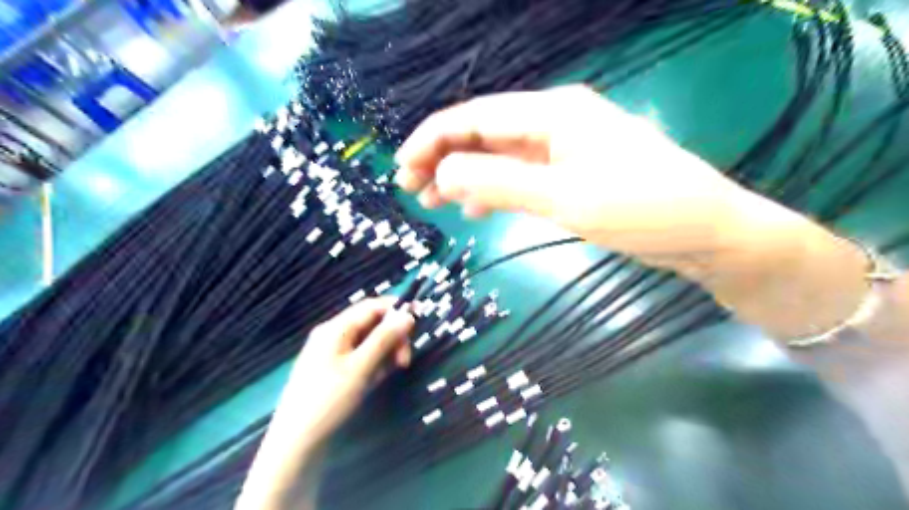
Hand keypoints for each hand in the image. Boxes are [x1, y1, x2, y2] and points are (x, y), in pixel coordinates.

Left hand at [235, 300, 415, 509]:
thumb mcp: (361, 367)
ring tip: (386, 375)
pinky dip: (372, 365)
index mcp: (336, 328)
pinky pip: (359, 358)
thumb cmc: (328, 400)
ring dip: (383, 353)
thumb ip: (384, 338)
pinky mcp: (333, 370)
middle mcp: (333, 335)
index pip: (372, 306)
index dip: (396, 310)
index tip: (418, 323)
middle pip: (371, 324)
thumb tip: (407, 315)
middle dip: (392, 337)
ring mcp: (332, 353)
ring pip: (368, 342)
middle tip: (404, 361)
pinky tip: (374, 381)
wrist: (296, 442)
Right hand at [397, 86, 760, 271]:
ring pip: (498, 157)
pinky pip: (519, 176)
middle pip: (483, 134)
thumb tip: (443, 174)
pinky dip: (493, 191)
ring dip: (464, 177)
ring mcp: (563, 150)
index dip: (433, 139)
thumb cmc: (642, 209)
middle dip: (442, 159)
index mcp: (553, 113)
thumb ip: (501, 183)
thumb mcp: (566, 198)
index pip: (476, 117)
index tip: (401, 167)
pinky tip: (474, 209)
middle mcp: (554, 123)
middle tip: (410, 190)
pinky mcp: (571, 174)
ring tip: (432, 202)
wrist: (704, 233)